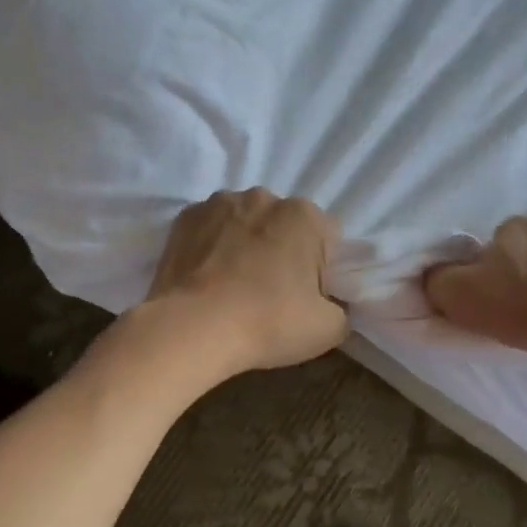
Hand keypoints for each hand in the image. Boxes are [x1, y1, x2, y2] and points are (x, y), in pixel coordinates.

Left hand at [141, 189, 347, 378]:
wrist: (191, 328)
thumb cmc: (267, 323)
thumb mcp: (328, 329)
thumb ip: (341, 309)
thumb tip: (331, 304)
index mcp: (304, 215)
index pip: (327, 239)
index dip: (321, 270)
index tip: (306, 296)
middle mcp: (263, 197)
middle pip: (284, 225)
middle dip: (282, 250)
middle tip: (270, 293)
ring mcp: (219, 203)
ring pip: (245, 223)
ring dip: (245, 244)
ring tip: (232, 285)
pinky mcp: (184, 217)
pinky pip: (209, 229)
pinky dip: (211, 245)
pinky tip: (206, 277)